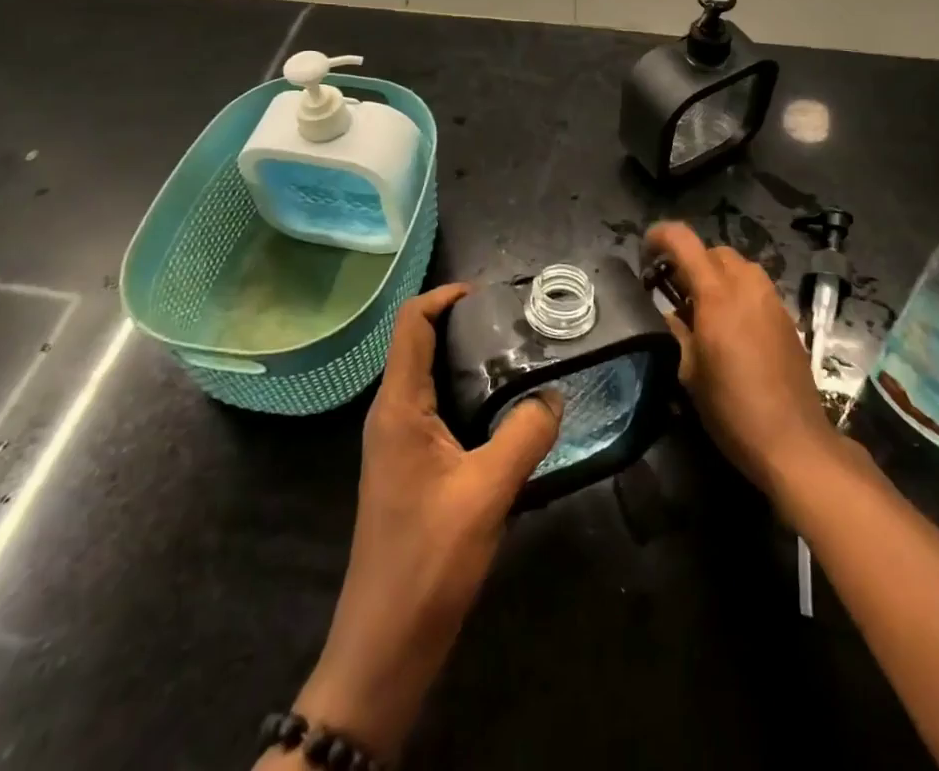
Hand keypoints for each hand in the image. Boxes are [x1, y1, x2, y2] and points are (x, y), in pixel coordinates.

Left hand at [289, 284, 560, 763]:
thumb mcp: (488, 491)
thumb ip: (525, 434)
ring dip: (465, 361)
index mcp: (398, 406)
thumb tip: (554, 393)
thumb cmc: (429, 559)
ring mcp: (396, 443)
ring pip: (428, 378)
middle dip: (462, 324)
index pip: (410, 323)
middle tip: (515, 323)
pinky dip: (466, 394)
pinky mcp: (408, 468)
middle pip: (418, 344)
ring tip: (517, 357)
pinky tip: (504, 410)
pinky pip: (435, 410)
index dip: (443, 296)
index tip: (488, 293)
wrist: (385, 645)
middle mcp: (391, 414)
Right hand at [647, 221, 838, 493]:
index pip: (684, 241)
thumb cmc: (732, 409)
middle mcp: (747, 286)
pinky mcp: (787, 318)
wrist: (794, 442)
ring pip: (739, 266)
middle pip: (714, 251)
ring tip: (703, 308)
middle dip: (690, 261)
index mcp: (717, 295)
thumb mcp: (689, 373)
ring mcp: (772, 300)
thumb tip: (667, 313)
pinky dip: (738, 292)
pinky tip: (731, 327)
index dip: (660, 236)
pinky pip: (757, 288)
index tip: (645, 253)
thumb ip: (675, 331)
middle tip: (672, 290)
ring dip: (716, 275)